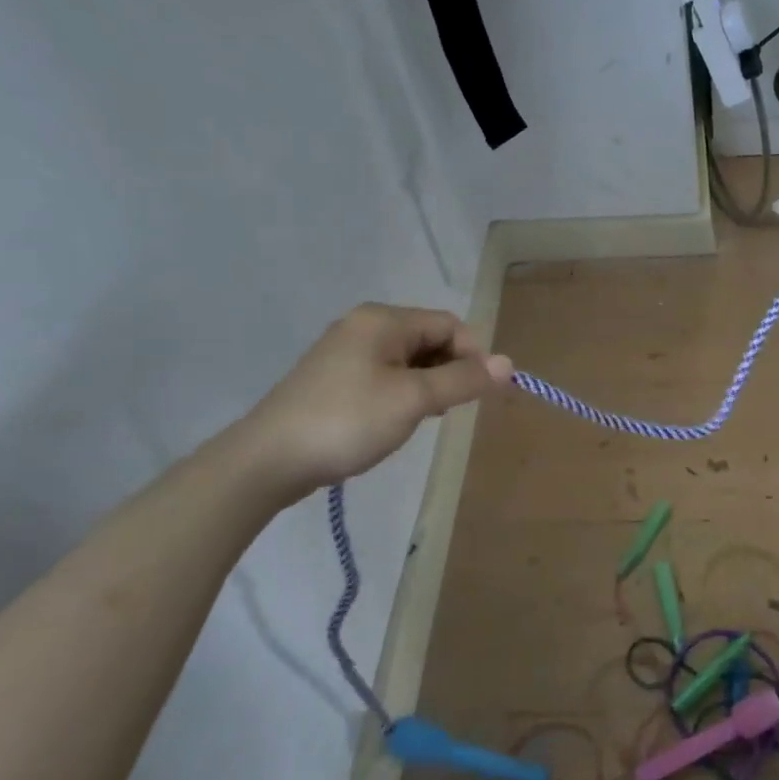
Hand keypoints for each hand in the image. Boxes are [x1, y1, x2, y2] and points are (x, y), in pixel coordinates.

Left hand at [237, 304, 511, 497]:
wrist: (269, 460)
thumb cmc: (348, 421)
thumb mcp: (414, 400)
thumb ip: (462, 379)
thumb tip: (509, 363)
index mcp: (383, 319)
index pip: (449, 324)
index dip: (473, 355)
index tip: (478, 393)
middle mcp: (364, 325)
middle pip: (429, 338)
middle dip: (449, 370)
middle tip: (448, 409)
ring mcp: (346, 351)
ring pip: (409, 359)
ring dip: (427, 384)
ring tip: (422, 418)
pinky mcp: (334, 377)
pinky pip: (385, 374)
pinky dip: (402, 392)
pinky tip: (397, 420)